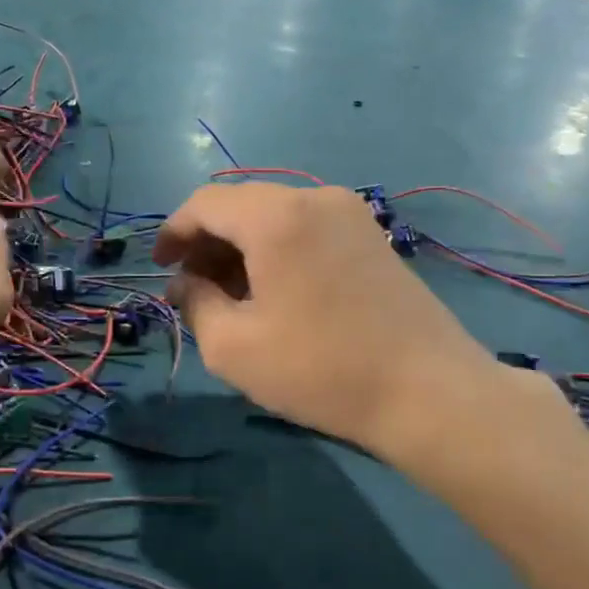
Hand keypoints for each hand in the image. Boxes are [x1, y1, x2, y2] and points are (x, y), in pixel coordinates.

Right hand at [154, 184, 505, 456]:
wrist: (427, 391)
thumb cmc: (321, 369)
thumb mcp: (235, 348)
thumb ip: (196, 304)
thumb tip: (188, 283)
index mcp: (277, 216)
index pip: (206, 203)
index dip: (173, 232)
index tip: (161, 268)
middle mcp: (315, 197)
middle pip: (242, 205)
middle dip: (209, 242)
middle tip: (194, 289)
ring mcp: (351, 213)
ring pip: (276, 216)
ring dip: (244, 248)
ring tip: (233, 297)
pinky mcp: (372, 236)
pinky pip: (308, 228)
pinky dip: (279, 250)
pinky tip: (276, 293)